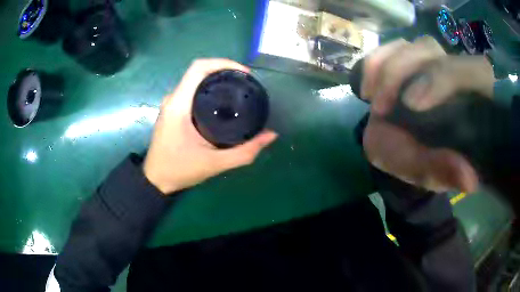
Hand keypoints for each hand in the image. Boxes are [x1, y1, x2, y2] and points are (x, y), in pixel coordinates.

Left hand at [144, 59, 277, 194]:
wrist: (156, 180)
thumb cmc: (180, 170)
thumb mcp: (215, 163)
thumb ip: (245, 152)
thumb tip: (271, 135)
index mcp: (179, 104)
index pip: (198, 68)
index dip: (223, 63)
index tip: (244, 73)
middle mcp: (173, 98)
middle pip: (199, 71)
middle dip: (224, 70)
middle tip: (246, 83)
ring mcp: (171, 104)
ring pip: (195, 80)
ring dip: (216, 79)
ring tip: (238, 89)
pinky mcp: (172, 110)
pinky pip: (191, 90)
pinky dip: (208, 89)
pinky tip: (222, 101)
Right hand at [361, 37, 494, 192]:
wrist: (397, 149)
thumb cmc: (417, 162)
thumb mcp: (428, 173)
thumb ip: (445, 172)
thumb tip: (470, 180)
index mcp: (471, 102)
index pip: (475, 71)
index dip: (445, 78)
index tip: (411, 105)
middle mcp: (454, 74)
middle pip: (435, 50)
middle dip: (403, 72)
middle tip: (381, 107)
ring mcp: (431, 62)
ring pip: (414, 46)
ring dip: (388, 70)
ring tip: (374, 103)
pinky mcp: (409, 59)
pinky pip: (392, 47)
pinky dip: (375, 63)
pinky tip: (367, 89)